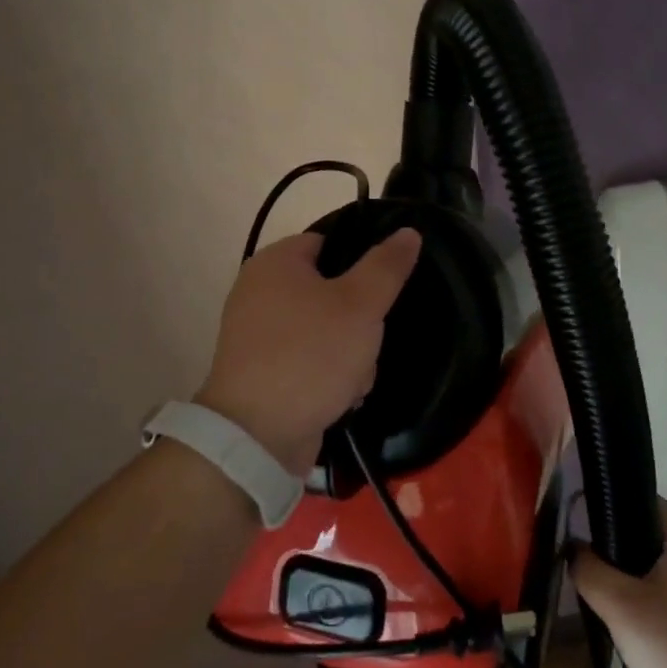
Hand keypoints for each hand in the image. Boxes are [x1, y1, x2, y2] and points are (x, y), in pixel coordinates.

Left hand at [195, 229, 421, 477]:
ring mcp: (258, 335)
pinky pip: (309, 360)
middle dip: (360, 321)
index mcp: (275, 263)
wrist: (257, 436)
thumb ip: (386, 266)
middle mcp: (259, 292)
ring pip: (326, 330)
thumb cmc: (311, 355)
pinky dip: (328, 376)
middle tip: (368, 341)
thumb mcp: (360, 304)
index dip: (362, 263)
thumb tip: (408, 231)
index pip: (329, 243)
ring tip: (355, 378)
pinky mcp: (262, 373)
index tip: (384, 289)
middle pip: (332, 291)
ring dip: (351, 354)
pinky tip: (341, 397)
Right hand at [571, 504, 666, 667]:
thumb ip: (589, 570)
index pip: (640, 500)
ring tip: (601, 597)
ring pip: (654, 567)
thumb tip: (573, 548)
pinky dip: (646, 600)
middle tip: (586, 568)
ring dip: (628, 578)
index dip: (608, 507)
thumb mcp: (618, 606)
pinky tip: (629, 625)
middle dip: (614, 548)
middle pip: (646, 534)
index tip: (580, 528)